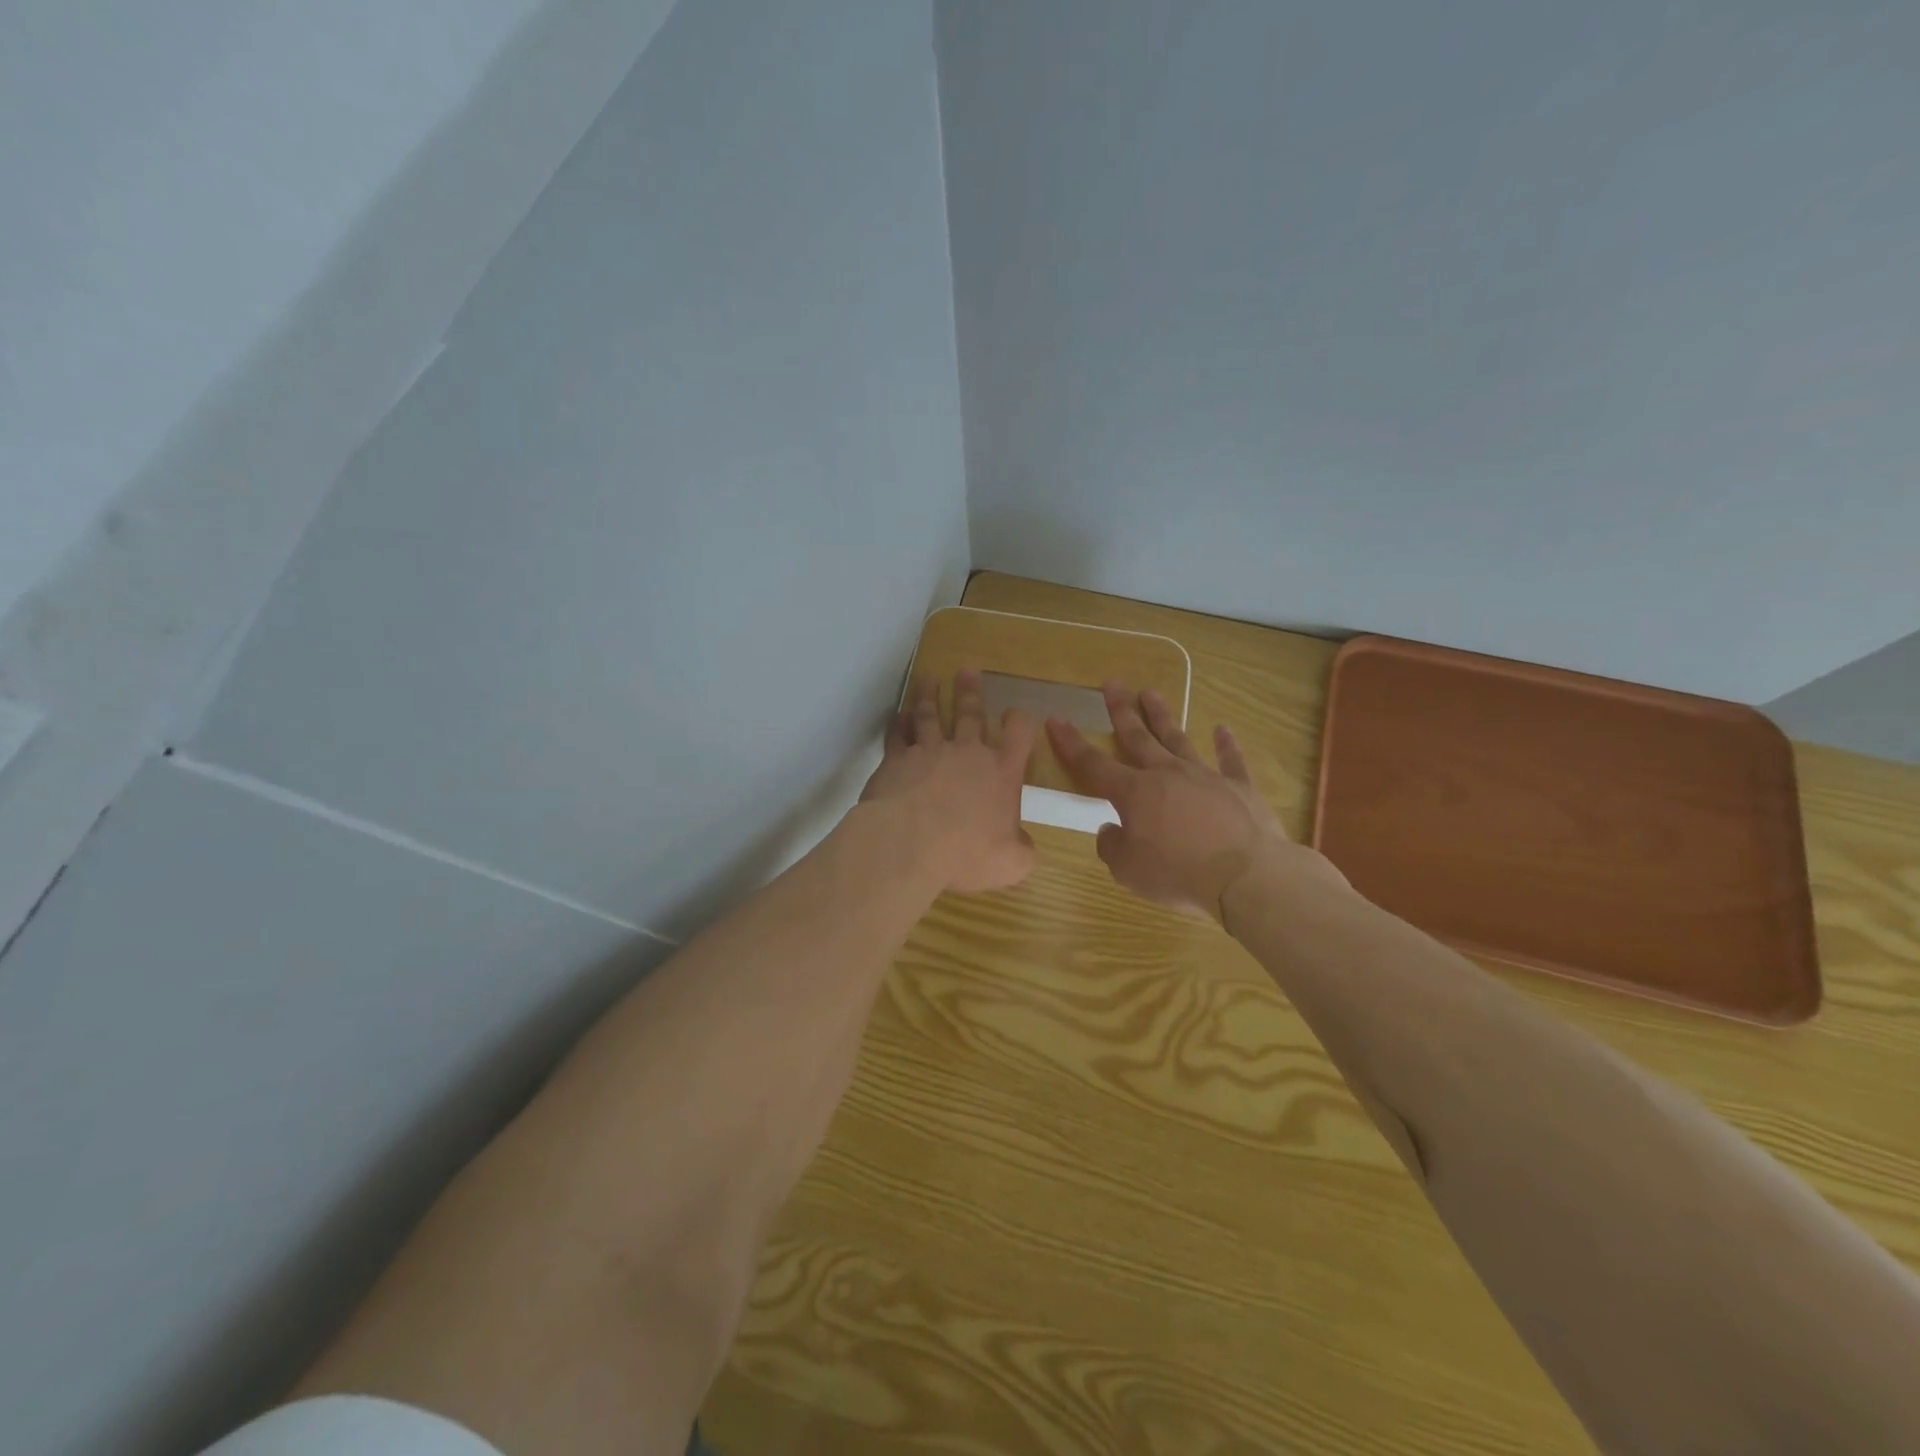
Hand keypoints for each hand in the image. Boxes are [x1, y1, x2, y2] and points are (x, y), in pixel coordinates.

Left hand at [861, 670, 1037, 893]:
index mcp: (1001, 773)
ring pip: (930, 714)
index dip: (1019, 722)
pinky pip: (898, 734)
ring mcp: (929, 751)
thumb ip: (1023, 852)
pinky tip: (897, 715)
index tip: (1016, 713)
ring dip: (929, 695)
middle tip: (967, 670)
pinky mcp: (896, 759)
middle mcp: (967, 753)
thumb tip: (1026, 847)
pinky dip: (898, 722)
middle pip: (971, 713)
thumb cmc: (966, 852)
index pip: (1018, 735)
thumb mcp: (1010, 863)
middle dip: (971, 691)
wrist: (909, 843)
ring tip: (928, 679)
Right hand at [1048, 683, 1335, 920]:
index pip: (1093, 764)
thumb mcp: (1128, 870)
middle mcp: (1166, 774)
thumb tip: (1110, 829)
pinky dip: (1226, 744)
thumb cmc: (1178, 873)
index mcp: (1134, 793)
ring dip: (1163, 715)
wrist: (1246, 875)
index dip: (1071, 743)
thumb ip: (1112, 846)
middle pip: (1137, 737)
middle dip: (1121, 710)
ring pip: (1178, 738)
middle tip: (1112, 683)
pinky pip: (1231, 760)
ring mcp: (1205, 776)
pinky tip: (1223, 729)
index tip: (1056, 719)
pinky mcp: (1239, 787)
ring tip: (1151, 692)